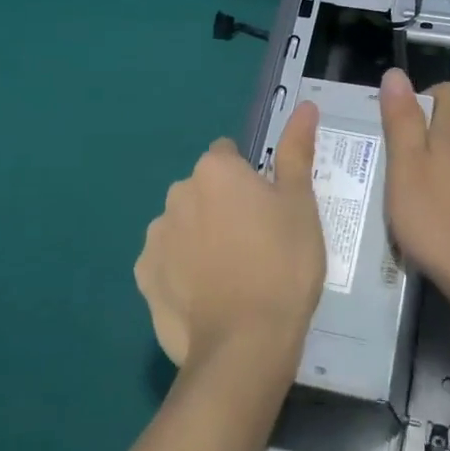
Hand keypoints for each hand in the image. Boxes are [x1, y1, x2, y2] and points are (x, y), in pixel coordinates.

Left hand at [135, 103, 325, 369]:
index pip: (229, 156)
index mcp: (215, 170)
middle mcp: (177, 193)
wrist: (246, 345)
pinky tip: (207, 296)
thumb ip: (297, 150)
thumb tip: (304, 105)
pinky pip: (166, 261)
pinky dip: (182, 271)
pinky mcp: (144, 278)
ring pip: (184, 224)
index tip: (268, 210)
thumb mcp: (301, 203)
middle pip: (204, 189)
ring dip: (201, 236)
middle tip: (257, 243)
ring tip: (233, 274)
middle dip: (223, 206)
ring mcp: (155, 238)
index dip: (250, 180)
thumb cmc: (283, 263)